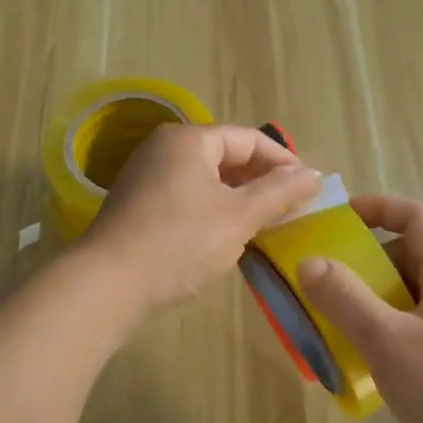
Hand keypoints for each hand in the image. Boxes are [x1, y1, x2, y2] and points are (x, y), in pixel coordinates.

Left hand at [82, 123, 322, 312]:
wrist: (108, 283)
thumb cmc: (180, 242)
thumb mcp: (239, 217)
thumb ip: (279, 193)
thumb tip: (314, 174)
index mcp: (189, 140)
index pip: (248, 139)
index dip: (282, 160)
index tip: (309, 186)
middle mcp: (164, 148)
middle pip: (225, 155)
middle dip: (261, 180)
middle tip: (291, 206)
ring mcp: (147, 176)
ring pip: (206, 178)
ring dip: (238, 197)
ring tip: (266, 222)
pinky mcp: (139, 204)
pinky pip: (187, 195)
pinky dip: (213, 208)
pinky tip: (228, 234)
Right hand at [298, 194, 422, 422]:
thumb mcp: (387, 340)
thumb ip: (345, 299)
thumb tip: (309, 262)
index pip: (418, 216)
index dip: (379, 207)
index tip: (341, 217)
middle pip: (413, 254)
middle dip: (370, 261)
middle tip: (333, 282)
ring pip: (414, 292)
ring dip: (377, 298)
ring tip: (343, 322)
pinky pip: (420, 322)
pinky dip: (391, 326)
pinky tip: (371, 358)